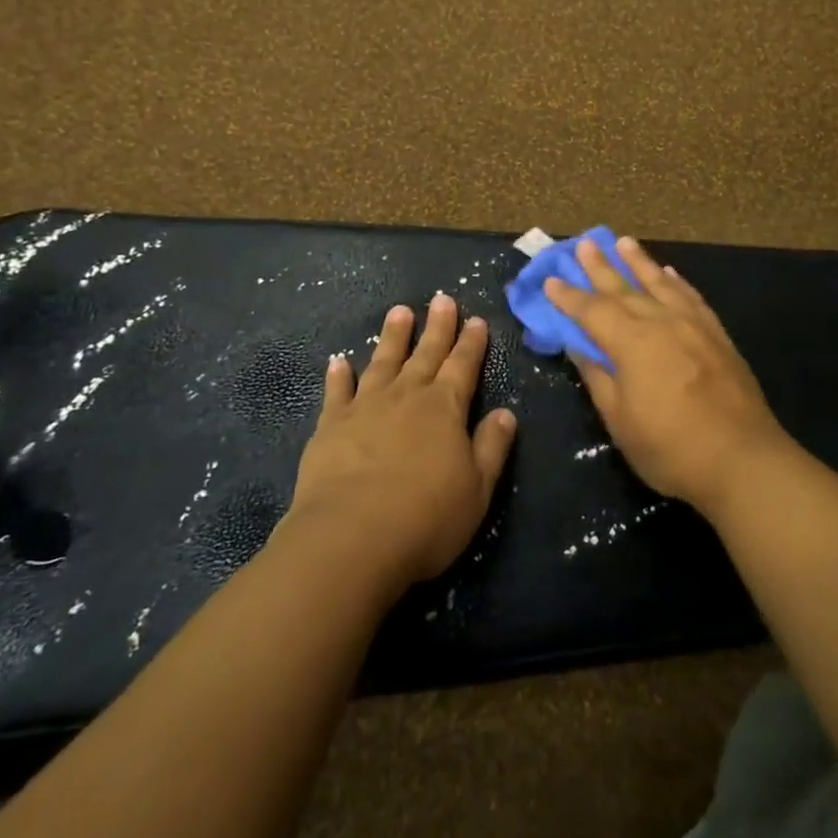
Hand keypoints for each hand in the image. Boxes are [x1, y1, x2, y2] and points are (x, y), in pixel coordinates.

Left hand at [286, 294, 516, 589]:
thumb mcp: (477, 489)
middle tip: (442, 298)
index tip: (476, 319)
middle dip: (437, 326)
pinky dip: (339, 375)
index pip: (463, 365)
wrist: (350, 538)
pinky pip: (337, 391)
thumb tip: (506, 413)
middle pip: (426, 353)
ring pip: (383, 361)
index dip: (471, 342)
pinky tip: (339, 361)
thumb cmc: (425, 517)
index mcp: (445, 408)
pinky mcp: (331, 425)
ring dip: (392, 336)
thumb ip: (492, 447)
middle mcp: (407, 396)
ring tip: (399, 311)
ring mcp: (366, 406)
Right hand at [544, 237, 787, 514]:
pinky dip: (677, 282)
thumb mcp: (620, 420)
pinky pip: (692, 297)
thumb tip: (578, 346)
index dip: (569, 296)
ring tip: (624, 242)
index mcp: (632, 342)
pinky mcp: (717, 335)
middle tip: (584, 243)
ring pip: (660, 283)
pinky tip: (670, 273)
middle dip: (601, 266)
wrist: (742, 459)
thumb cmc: (671, 447)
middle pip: (624, 288)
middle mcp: (661, 322)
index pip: (592, 310)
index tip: (551, 280)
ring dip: (639, 262)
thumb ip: (598, 378)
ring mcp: (693, 325)